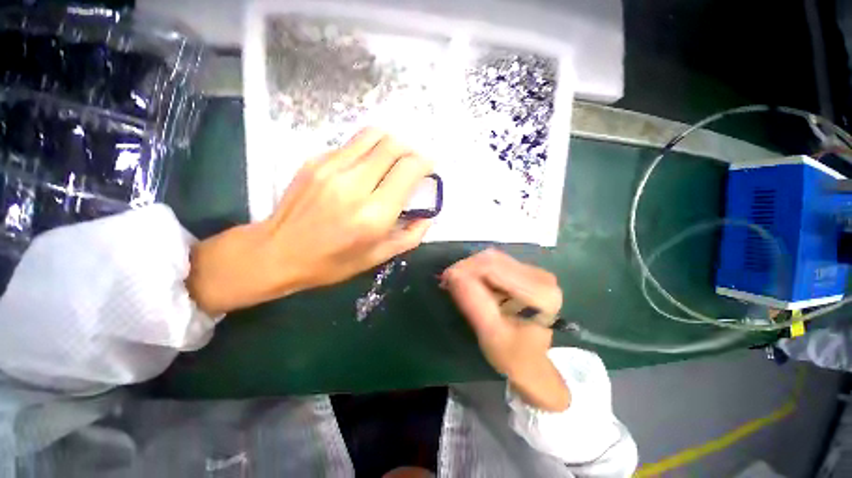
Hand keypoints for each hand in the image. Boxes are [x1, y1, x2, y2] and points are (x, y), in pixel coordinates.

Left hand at [187, 128, 432, 314]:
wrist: (276, 252)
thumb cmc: (332, 262)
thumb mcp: (378, 257)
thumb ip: (410, 236)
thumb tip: (428, 216)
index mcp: (374, 214)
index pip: (409, 169)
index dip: (425, 163)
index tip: (428, 168)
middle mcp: (354, 184)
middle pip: (393, 145)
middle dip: (411, 150)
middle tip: (413, 163)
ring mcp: (331, 168)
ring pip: (373, 136)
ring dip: (391, 144)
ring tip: (393, 160)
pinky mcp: (315, 161)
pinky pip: (352, 144)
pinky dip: (368, 150)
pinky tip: (366, 167)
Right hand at [441, 249, 569, 411]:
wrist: (529, 361)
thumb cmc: (511, 355)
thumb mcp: (489, 333)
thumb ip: (473, 302)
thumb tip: (452, 275)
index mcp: (540, 294)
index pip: (494, 268)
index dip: (466, 269)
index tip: (445, 279)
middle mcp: (541, 277)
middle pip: (494, 259)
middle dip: (466, 268)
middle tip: (447, 281)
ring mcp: (535, 272)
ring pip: (493, 258)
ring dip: (471, 268)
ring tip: (455, 282)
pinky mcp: (527, 272)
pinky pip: (496, 262)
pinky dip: (479, 269)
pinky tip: (469, 281)